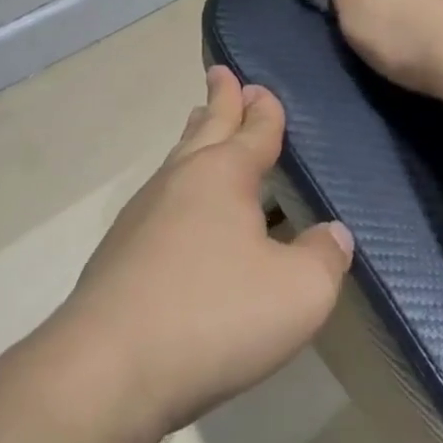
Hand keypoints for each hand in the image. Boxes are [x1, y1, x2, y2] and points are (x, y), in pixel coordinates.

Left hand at [53, 67, 353, 436]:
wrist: (108, 368)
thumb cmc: (215, 316)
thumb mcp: (298, 293)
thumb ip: (324, 259)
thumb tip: (334, 234)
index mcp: (224, 175)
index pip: (253, 130)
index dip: (263, 109)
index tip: (260, 88)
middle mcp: (182, 180)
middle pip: (206, 128)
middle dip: (219, 101)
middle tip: (221, 74)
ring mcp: (144, 213)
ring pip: (178, 160)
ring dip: (195, 137)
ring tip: (201, 123)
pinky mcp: (120, 251)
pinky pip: (160, 198)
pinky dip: (178, 185)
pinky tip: (179, 209)